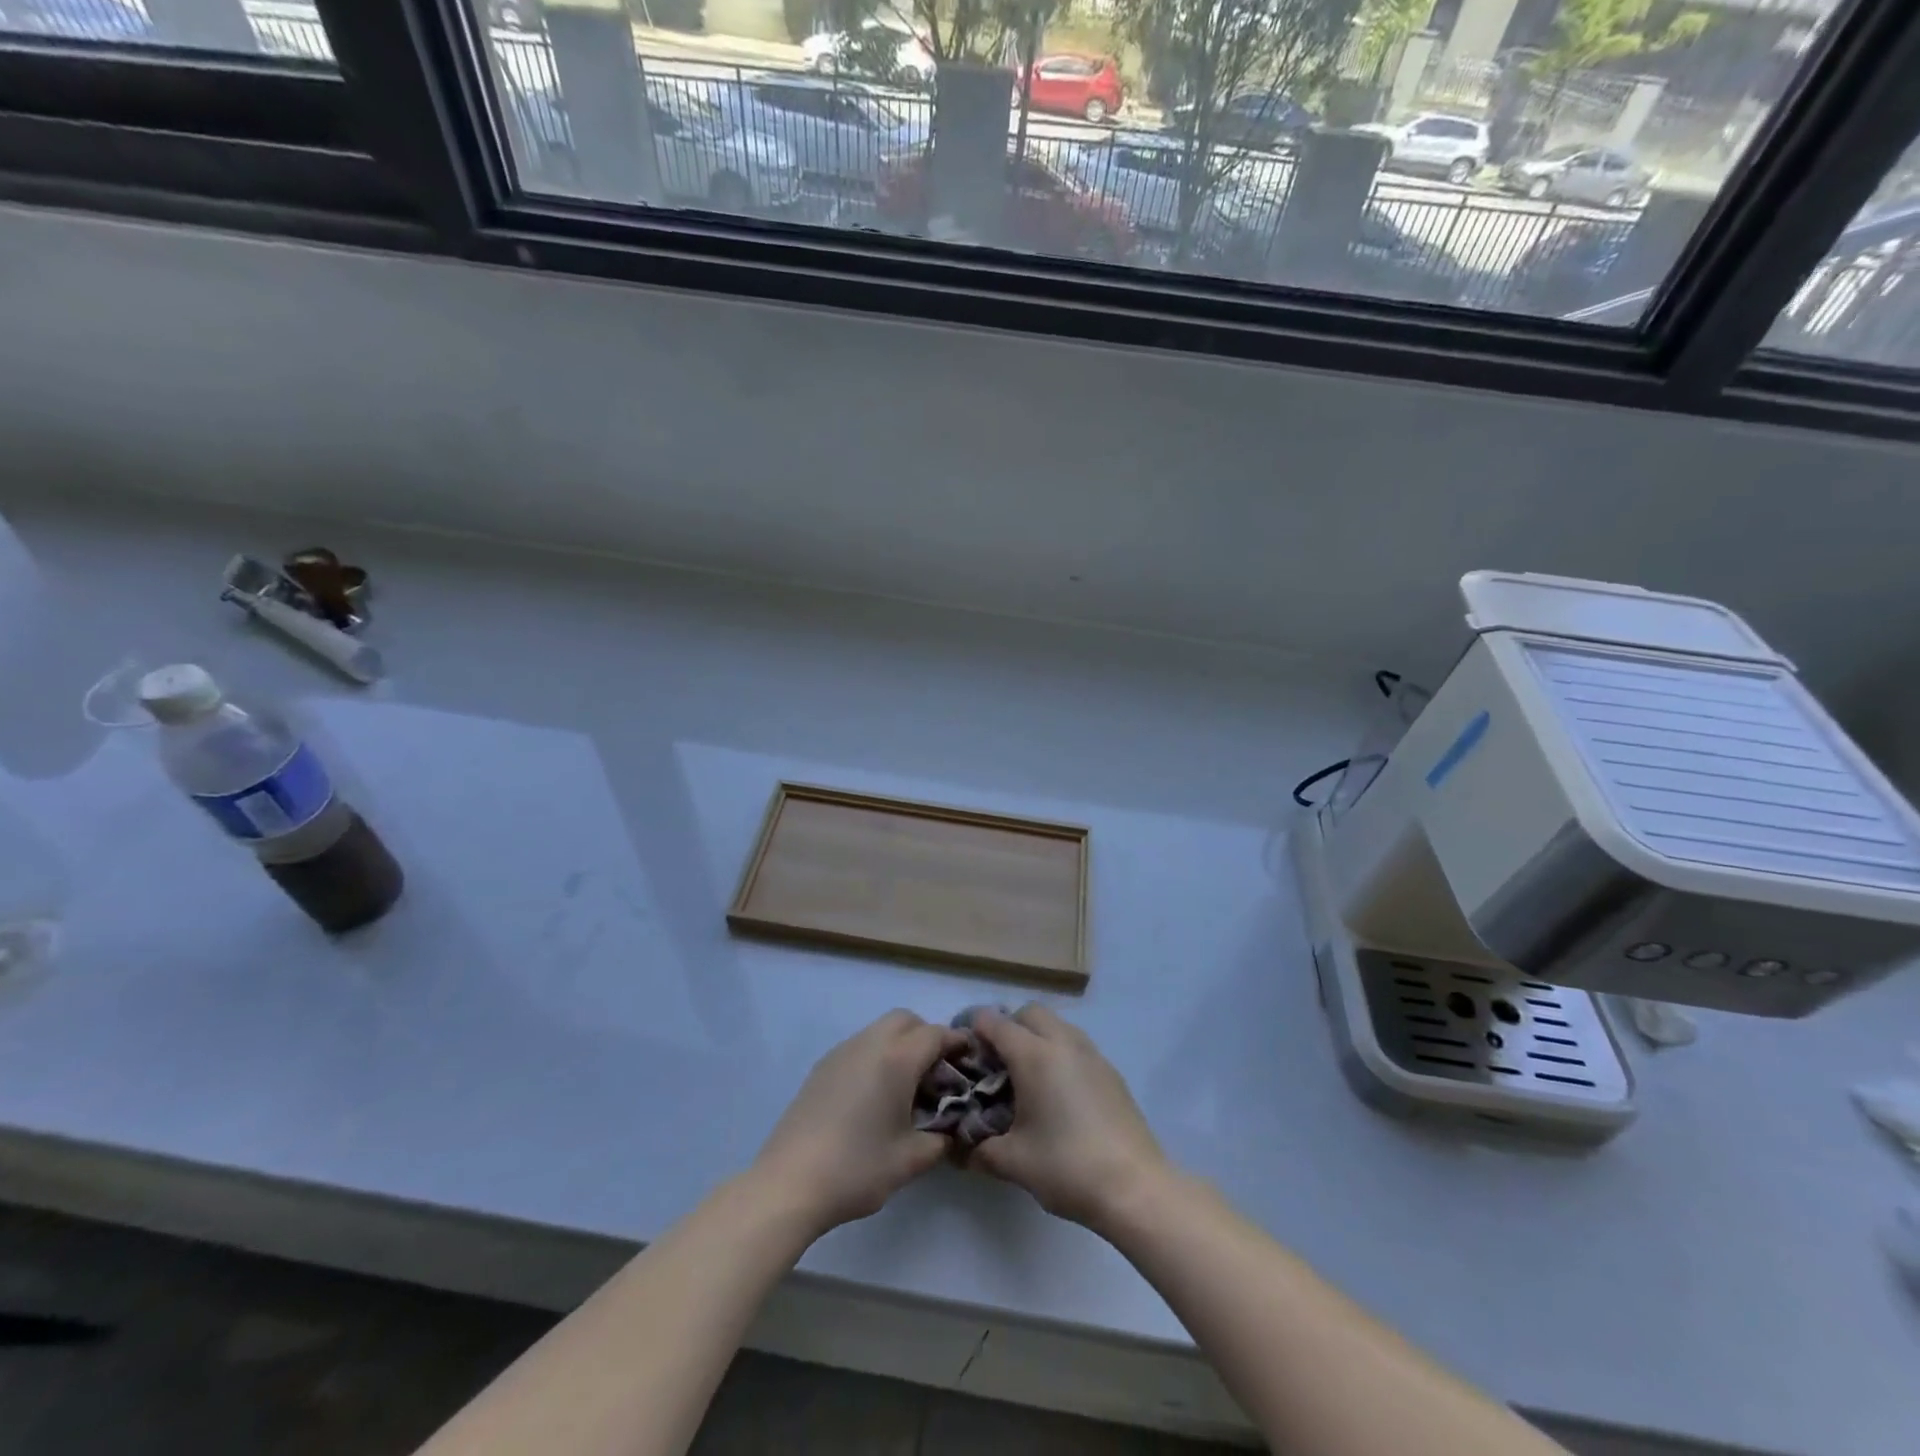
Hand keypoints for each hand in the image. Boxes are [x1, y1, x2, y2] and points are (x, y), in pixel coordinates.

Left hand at [751, 1010, 966, 1237]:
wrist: (789, 1183)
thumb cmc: (857, 1168)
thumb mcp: (910, 1161)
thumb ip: (940, 1141)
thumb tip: (950, 1132)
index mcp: (896, 1059)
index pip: (935, 1034)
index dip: (956, 1042)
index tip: (969, 1058)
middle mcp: (869, 1044)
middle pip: (906, 1020)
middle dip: (926, 1036)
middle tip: (936, 1072)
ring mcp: (842, 1052)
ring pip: (880, 1030)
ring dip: (899, 1044)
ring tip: (906, 1086)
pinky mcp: (822, 1067)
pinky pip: (860, 1046)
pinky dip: (876, 1055)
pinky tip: (874, 1095)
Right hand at [964, 1005, 1170, 1231]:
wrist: (1135, 1187)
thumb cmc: (1067, 1167)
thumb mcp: (1013, 1162)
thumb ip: (980, 1150)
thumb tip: (960, 1151)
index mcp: (1034, 1055)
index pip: (995, 1022)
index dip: (974, 1031)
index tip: (964, 1053)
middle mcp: (1063, 1043)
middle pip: (1029, 1013)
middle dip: (1009, 1027)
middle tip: (997, 1064)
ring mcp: (1092, 1054)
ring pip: (1057, 1025)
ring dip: (1038, 1038)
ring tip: (1028, 1078)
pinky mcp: (1111, 1071)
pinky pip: (1076, 1045)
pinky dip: (1060, 1054)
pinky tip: (1059, 1094)